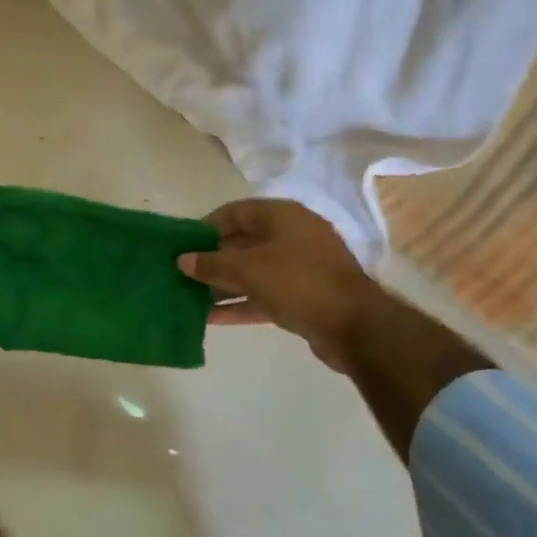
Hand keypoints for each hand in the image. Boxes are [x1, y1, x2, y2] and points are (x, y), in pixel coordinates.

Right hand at [177, 199, 380, 368]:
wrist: (354, 325)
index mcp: (282, 216)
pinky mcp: (303, 297)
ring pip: (252, 272)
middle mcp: (292, 236)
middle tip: (182, 274)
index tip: (182, 244)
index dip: (206, 226)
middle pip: (243, 242)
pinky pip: (264, 295)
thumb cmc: (298, 282)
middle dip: (212, 259)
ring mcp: (300, 267)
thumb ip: (211, 264)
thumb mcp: (248, 269)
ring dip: (223, 284)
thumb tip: (182, 260)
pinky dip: (240, 303)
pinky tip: (212, 318)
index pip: (235, 212)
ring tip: (190, 297)